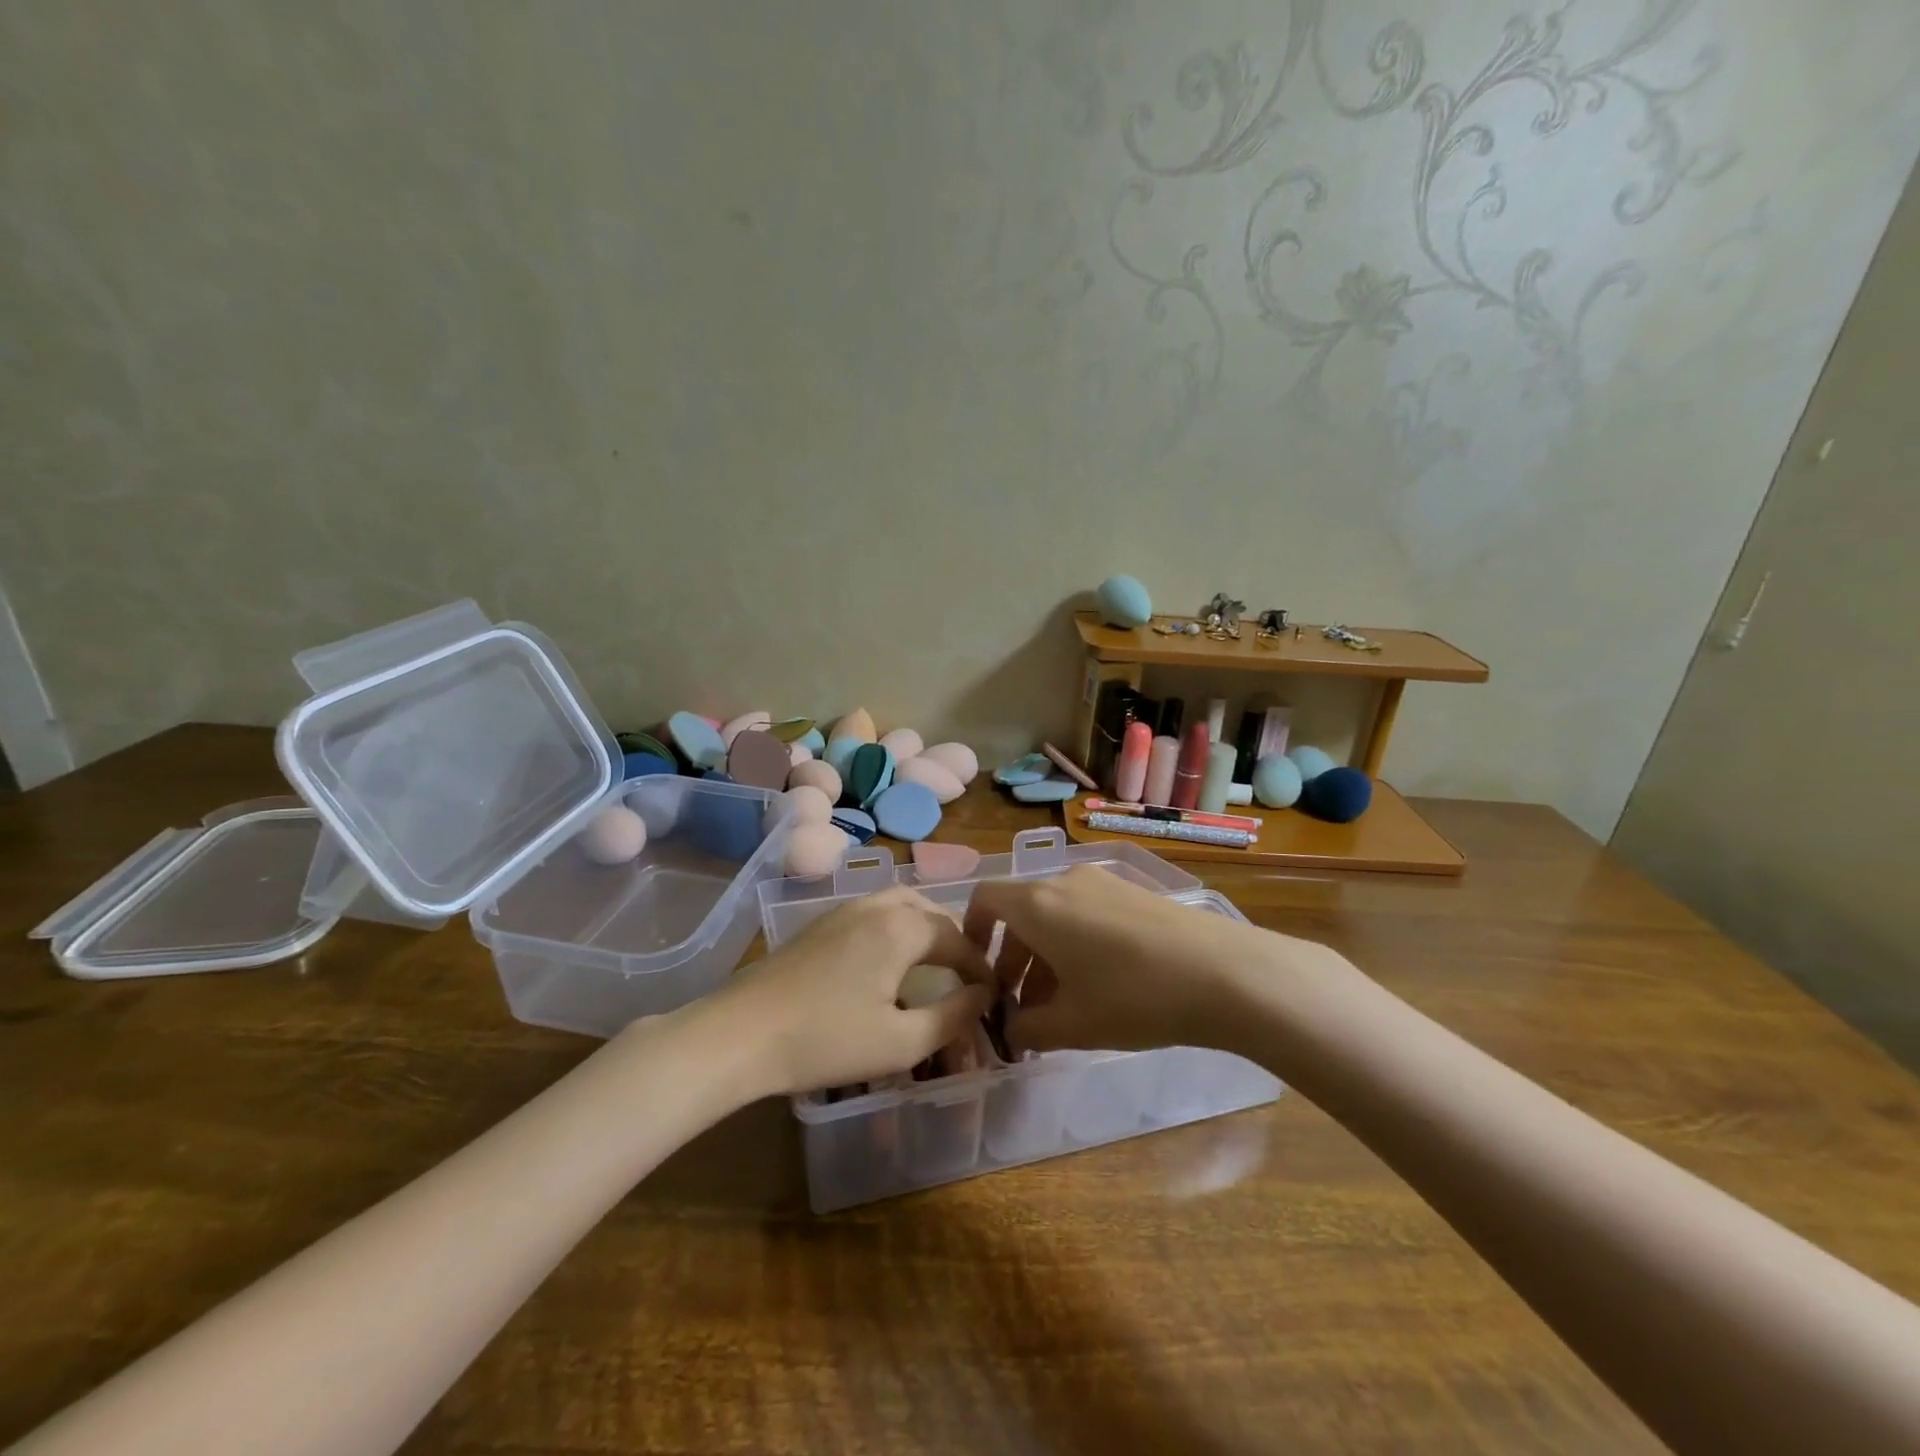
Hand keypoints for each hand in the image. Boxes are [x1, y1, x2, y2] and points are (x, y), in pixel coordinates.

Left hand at [709, 887, 995, 1097]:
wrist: (740, 1035)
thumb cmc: (827, 1041)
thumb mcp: (901, 1043)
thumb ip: (952, 1016)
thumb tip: (983, 995)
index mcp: (902, 928)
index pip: (957, 939)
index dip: (980, 967)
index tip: (993, 995)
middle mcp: (876, 906)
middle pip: (930, 910)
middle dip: (954, 940)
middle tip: (964, 975)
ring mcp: (843, 910)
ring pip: (899, 905)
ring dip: (924, 928)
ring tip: (931, 963)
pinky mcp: (818, 924)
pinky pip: (873, 912)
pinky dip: (895, 927)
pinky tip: (885, 961)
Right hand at [961, 865, 1271, 1054]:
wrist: (1224, 973)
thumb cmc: (1133, 997)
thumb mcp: (1072, 1024)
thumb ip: (1027, 1027)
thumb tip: (1010, 1029)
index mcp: (1038, 904)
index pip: (985, 899)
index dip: (971, 931)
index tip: (978, 970)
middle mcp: (1064, 881)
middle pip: (1021, 913)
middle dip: (1013, 960)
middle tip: (1021, 1008)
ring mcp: (1103, 883)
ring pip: (1056, 915)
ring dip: (1045, 957)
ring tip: (1060, 1008)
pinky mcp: (1133, 892)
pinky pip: (1086, 913)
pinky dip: (1075, 944)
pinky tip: (1099, 987)